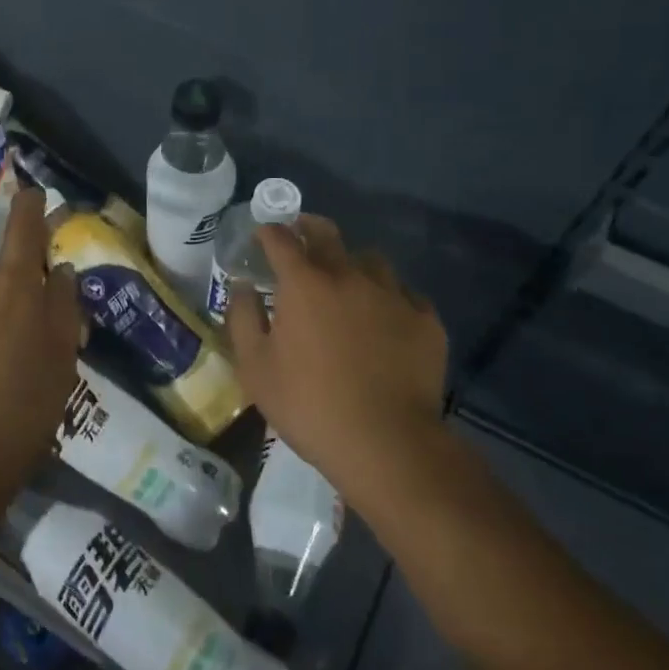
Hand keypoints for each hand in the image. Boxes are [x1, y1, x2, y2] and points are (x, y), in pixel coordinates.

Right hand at [225, 215, 450, 498]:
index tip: (263, 234)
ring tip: (345, 278)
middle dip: (308, 227)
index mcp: (304, 284)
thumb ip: (243, 318)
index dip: (269, 232)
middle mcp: (349, 276)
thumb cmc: (309, 405)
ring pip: (370, 259)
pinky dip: (387, 295)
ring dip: (351, 260)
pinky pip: (403, 292)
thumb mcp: (255, 368)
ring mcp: (392, 295)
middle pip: (327, 234)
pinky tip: (383, 314)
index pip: (281, 240)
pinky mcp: (425, 320)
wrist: (386, 443)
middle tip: (300, 232)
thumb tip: (243, 286)